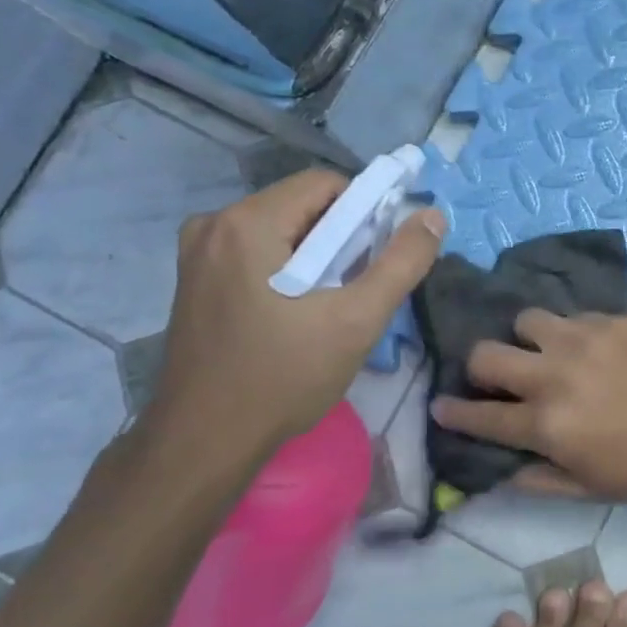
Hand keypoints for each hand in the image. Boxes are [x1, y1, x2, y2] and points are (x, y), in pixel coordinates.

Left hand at [128, 169, 443, 496]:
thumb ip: (401, 262)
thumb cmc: (282, 378)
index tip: (383, 255)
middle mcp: (213, 224)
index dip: (367, 211)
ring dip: (318, 255)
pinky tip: (299, 312)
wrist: (204, 443)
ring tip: (334, 304)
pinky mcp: (194, 280)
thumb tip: (432, 216)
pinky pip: (257, 252)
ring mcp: (197, 253)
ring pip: (281, 230)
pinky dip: (289, 268)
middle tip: (362, 286)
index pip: (325, 184)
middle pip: (302, 206)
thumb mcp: (357, 320)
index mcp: (246, 222)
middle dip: (343, 237)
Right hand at [432, 310, 626, 500]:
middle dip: (479, 367)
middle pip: (486, 354)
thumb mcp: (591, 490)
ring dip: (526, 340)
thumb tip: (500, 469)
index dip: (453, 412)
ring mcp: (582, 339)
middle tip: (496, 377)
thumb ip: (538, 479)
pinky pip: (570, 316)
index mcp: (546, 425)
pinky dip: (568, 333)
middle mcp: (553, 375)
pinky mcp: (610, 319)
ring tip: (547, 353)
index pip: (479, 415)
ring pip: (526, 321)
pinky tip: (589, 348)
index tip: (440, 406)